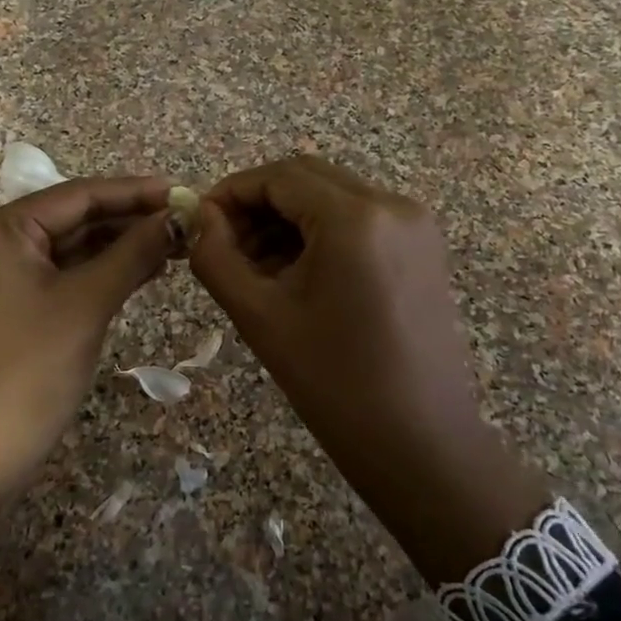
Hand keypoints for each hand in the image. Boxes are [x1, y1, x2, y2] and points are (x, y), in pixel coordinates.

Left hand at [0, 176, 178, 587]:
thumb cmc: (29, 370)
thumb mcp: (87, 303)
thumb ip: (134, 252)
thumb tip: (178, 217)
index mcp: (1, 228)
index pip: (79, 195)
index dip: (135, 192)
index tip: (184, 192)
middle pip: (74, 218)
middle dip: (131, 220)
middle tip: (186, 221)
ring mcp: (0, 275)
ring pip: (71, 247)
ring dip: (120, 246)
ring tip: (175, 244)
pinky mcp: (11, 305)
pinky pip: (62, 274)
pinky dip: (101, 272)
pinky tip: (144, 270)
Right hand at [189, 156, 549, 582]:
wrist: (419, 443)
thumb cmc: (333, 383)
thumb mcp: (259, 316)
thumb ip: (216, 256)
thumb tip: (197, 217)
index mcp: (355, 217)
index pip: (279, 176)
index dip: (231, 192)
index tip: (199, 222)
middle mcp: (392, 204)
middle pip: (307, 179)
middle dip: (258, 205)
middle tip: (223, 246)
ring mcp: (414, 225)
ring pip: (332, 197)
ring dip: (287, 220)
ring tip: (254, 268)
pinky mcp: (422, 248)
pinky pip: (358, 220)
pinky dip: (320, 234)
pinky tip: (295, 275)